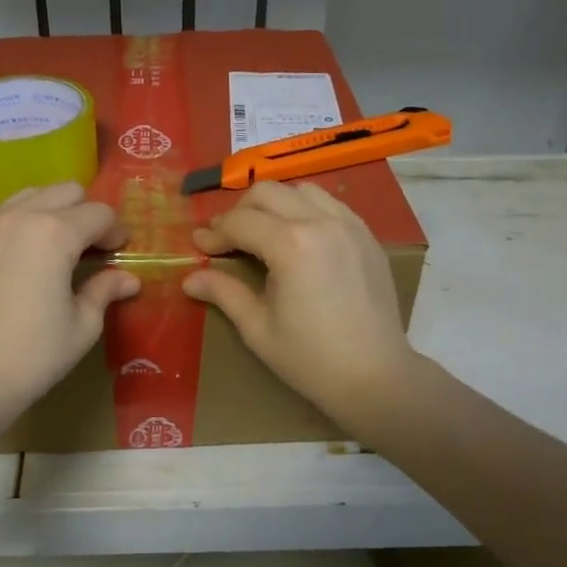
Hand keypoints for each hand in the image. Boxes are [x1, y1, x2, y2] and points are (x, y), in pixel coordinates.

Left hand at [0, 183, 138, 422]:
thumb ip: (105, 290)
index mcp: (57, 234)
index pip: (100, 213)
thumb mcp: (82, 325)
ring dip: (48, 210)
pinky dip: (4, 214)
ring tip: (50, 243)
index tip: (118, 252)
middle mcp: (21, 216)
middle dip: (85, 213)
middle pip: (67, 191)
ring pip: (29, 193)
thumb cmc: (34, 355)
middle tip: (88, 248)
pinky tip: (10, 239)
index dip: (116, 231)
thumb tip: (129, 279)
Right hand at [183, 181, 420, 425]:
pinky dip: (306, 210)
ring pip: (300, 190)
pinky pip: (330, 204)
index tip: (199, 247)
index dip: (214, 233)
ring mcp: (349, 225)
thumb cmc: (311, 359)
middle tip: (228, 240)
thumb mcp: (258, 328)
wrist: (376, 377)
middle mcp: (321, 222)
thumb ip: (224, 293)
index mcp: (291, 245)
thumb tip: (190, 279)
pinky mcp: (367, 236)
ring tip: (264, 234)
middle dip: (240, 211)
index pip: (240, 222)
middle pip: (267, 193)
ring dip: (274, 205)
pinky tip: (299, 239)